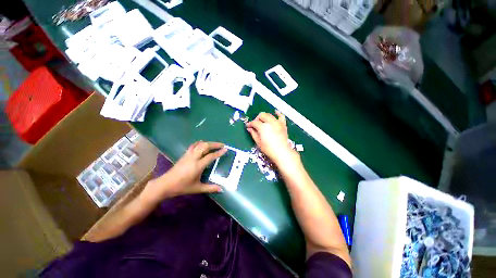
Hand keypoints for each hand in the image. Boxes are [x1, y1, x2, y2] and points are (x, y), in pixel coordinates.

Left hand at [143, 141, 226, 201]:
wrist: (165, 184)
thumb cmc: (182, 187)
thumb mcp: (197, 188)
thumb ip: (210, 188)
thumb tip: (221, 189)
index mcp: (197, 166)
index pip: (210, 156)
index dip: (219, 152)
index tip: (226, 149)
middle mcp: (193, 158)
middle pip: (205, 146)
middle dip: (215, 144)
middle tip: (222, 145)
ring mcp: (188, 155)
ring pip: (199, 144)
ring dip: (208, 143)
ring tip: (214, 144)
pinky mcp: (184, 155)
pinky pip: (193, 146)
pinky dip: (200, 143)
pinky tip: (202, 144)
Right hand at [246, 111, 297, 165]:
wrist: (282, 152)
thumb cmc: (269, 149)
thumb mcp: (258, 142)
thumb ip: (253, 134)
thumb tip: (249, 129)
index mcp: (263, 127)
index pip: (254, 122)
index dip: (250, 124)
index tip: (248, 126)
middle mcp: (270, 122)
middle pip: (261, 115)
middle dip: (257, 119)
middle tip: (255, 125)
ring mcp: (277, 122)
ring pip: (269, 115)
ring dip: (264, 117)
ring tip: (263, 122)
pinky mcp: (283, 125)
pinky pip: (281, 116)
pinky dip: (278, 113)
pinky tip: (275, 112)